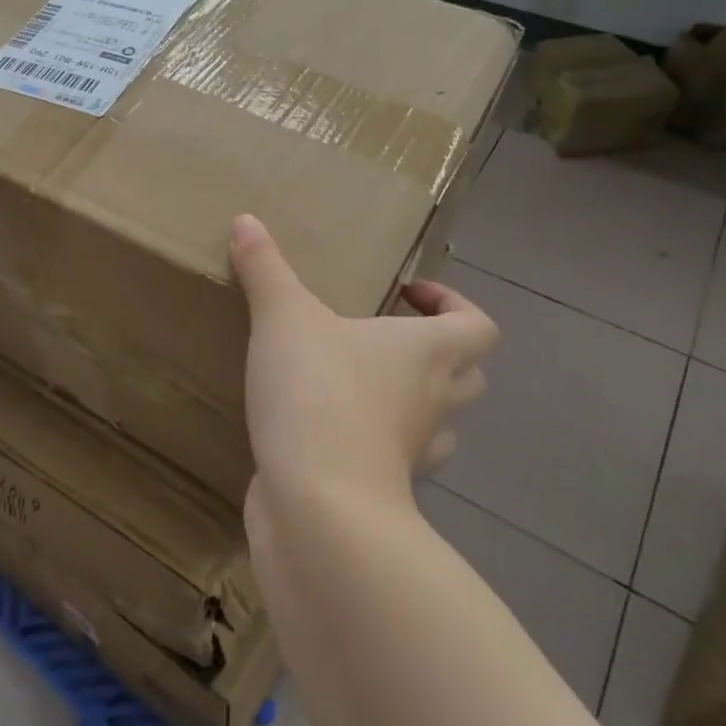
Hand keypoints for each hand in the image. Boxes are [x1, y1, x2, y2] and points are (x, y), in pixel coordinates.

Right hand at [230, 214, 498, 506]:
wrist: (318, 504)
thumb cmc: (318, 393)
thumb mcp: (283, 317)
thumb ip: (265, 268)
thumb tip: (246, 220)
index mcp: (428, 352)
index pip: (479, 326)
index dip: (455, 305)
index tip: (408, 294)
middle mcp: (433, 401)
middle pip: (469, 375)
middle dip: (437, 354)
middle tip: (386, 338)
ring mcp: (414, 453)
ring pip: (439, 423)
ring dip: (415, 403)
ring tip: (363, 384)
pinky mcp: (384, 491)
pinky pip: (395, 461)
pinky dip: (378, 445)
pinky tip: (331, 431)